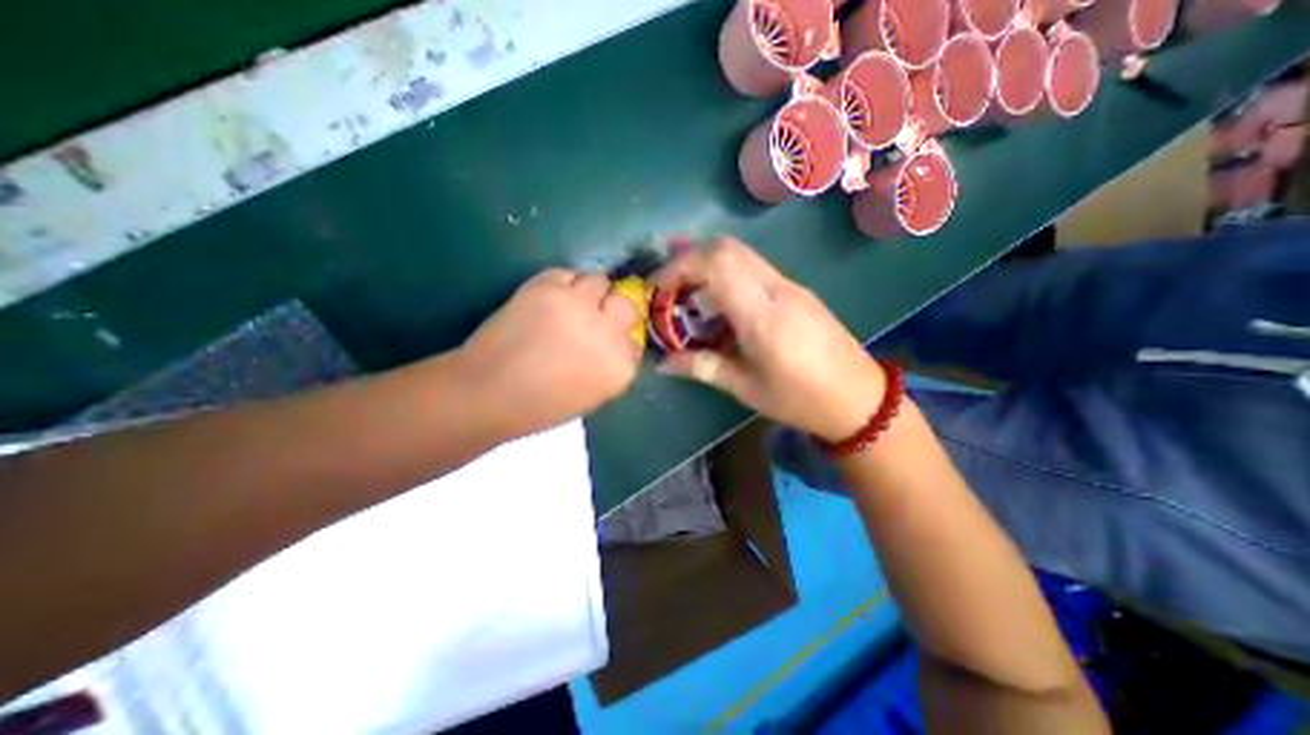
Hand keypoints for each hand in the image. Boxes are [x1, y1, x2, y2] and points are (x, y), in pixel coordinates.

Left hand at [460, 271, 641, 439]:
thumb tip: (612, 340)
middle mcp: (609, 332)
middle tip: (590, 315)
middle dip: (611, 307)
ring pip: (598, 280)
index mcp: (621, 367)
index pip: (634, 337)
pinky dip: (560, 284)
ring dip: (586, 291)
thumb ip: (610, 363)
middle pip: (625, 303)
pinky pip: (566, 274)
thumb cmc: (540, 406)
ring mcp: (580, 306)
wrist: (487, 394)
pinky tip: (545, 302)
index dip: (618, 334)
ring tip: (565, 305)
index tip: (604, 337)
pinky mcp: (549, 288)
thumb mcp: (593, 393)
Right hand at [654, 237, 884, 440]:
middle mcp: (777, 290)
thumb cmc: (799, 400)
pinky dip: (727, 271)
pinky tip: (718, 298)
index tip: (657, 287)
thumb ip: (701, 368)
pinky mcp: (797, 289)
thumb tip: (663, 362)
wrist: (858, 398)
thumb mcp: (745, 388)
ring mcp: (790, 286)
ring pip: (742, 253)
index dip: (679, 268)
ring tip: (686, 288)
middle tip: (668, 284)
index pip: (716, 267)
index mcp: (762, 318)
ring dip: (708, 261)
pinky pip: (754, 267)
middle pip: (727, 248)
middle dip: (689, 257)